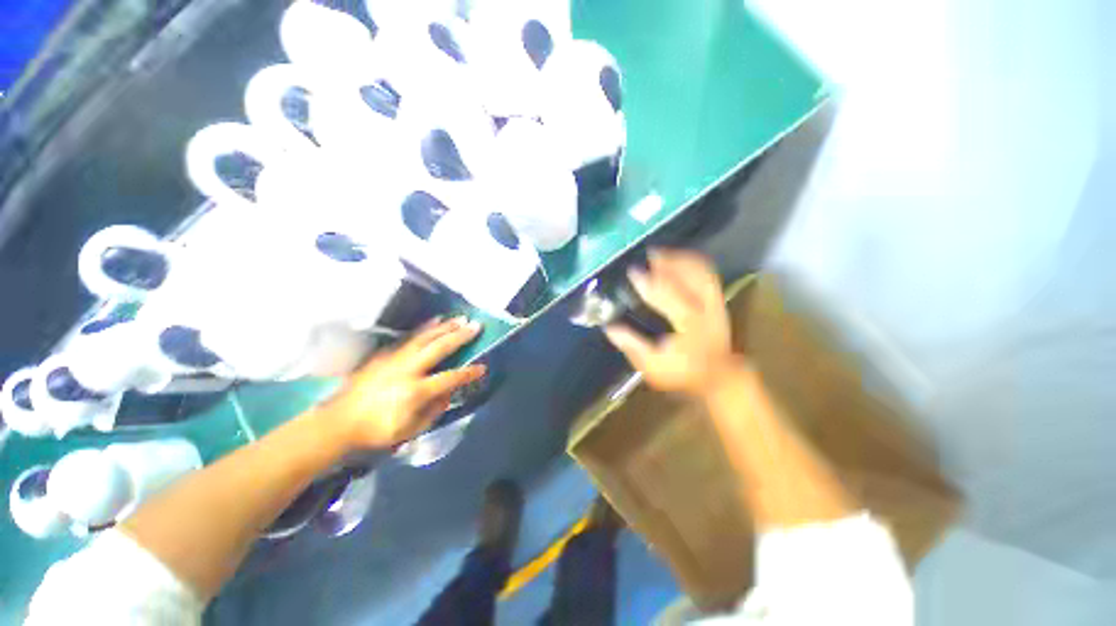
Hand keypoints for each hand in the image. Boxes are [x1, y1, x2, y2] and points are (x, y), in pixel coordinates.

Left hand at [322, 317, 486, 447]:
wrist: (337, 422)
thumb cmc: (376, 431)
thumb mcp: (409, 431)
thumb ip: (433, 412)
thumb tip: (449, 394)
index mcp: (415, 391)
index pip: (449, 378)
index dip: (468, 372)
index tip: (483, 367)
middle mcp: (408, 370)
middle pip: (439, 348)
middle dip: (460, 336)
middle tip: (476, 325)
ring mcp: (395, 359)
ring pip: (425, 337)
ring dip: (445, 326)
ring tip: (460, 318)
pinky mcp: (385, 355)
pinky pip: (409, 337)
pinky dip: (425, 328)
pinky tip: (435, 320)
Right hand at [604, 250, 738, 397]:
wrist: (719, 377)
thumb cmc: (683, 372)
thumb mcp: (653, 366)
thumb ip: (632, 346)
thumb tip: (609, 328)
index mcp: (688, 324)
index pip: (667, 296)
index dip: (648, 282)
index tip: (632, 272)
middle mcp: (705, 308)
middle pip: (691, 276)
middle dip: (670, 261)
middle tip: (649, 253)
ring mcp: (715, 303)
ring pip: (702, 271)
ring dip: (682, 259)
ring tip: (663, 253)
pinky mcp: (719, 301)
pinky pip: (708, 275)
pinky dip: (694, 264)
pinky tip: (680, 260)